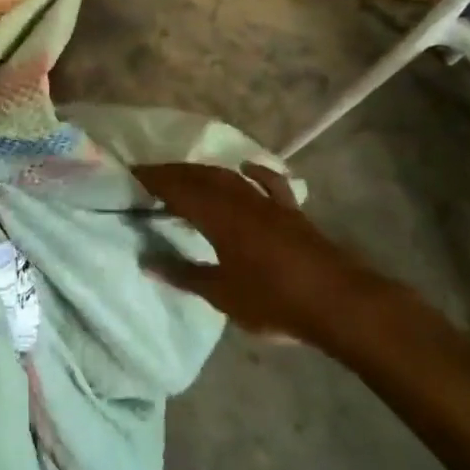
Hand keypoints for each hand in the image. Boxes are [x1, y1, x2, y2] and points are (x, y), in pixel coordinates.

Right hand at [135, 162, 374, 342]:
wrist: (338, 302)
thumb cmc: (273, 299)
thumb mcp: (221, 294)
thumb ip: (183, 274)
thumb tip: (146, 261)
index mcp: (218, 216)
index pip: (177, 189)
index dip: (153, 180)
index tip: (131, 175)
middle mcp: (240, 199)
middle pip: (200, 176)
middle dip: (173, 173)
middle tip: (150, 176)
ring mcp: (268, 203)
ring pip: (229, 176)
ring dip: (203, 172)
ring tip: (185, 174)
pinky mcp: (291, 212)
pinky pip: (268, 183)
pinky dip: (254, 172)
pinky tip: (246, 167)